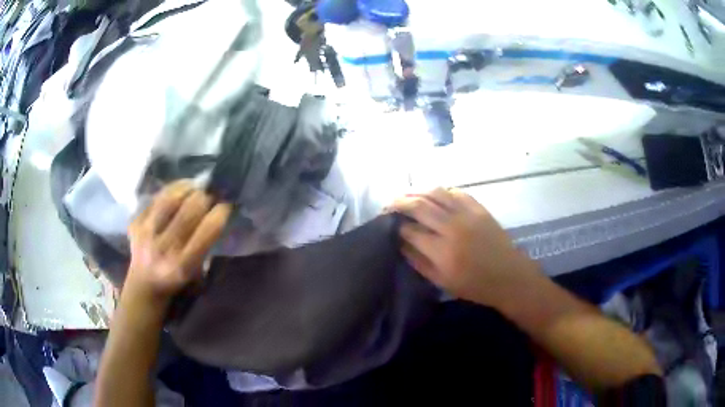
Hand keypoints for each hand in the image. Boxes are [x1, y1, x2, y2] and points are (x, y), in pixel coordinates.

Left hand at [126, 180, 231, 304]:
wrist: (144, 285)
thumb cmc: (177, 281)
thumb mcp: (198, 274)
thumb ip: (206, 246)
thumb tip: (217, 212)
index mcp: (183, 266)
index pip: (207, 230)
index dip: (221, 212)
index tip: (227, 205)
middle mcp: (163, 249)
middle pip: (189, 210)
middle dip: (206, 197)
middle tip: (212, 193)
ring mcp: (146, 234)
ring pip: (170, 199)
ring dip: (188, 188)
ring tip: (196, 186)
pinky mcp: (135, 223)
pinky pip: (156, 197)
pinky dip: (171, 189)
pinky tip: (181, 189)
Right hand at [390, 188, 539, 307]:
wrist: (509, 276)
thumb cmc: (474, 285)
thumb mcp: (442, 281)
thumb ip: (418, 261)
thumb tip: (400, 242)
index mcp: (442, 252)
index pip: (410, 230)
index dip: (397, 226)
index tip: (389, 225)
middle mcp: (453, 228)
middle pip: (419, 205)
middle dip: (399, 202)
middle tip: (389, 204)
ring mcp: (467, 214)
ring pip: (436, 192)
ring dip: (416, 190)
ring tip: (405, 194)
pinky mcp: (479, 208)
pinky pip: (455, 191)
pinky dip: (440, 190)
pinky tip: (431, 193)